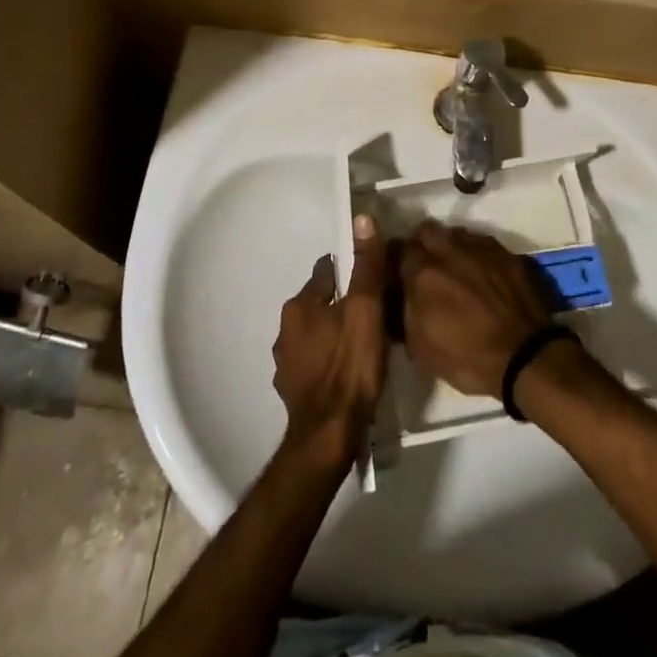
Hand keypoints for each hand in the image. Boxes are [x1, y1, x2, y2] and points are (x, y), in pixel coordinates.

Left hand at [272, 214, 387, 469]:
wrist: (327, 438)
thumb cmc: (350, 367)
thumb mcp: (366, 310)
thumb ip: (366, 265)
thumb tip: (362, 217)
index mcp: (301, 304)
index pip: (327, 272)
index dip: (350, 272)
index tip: (371, 279)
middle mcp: (285, 328)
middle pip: (319, 302)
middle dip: (341, 303)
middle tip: (372, 312)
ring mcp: (285, 362)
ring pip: (314, 333)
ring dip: (332, 333)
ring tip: (361, 342)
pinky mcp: (291, 391)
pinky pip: (313, 363)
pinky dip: (326, 361)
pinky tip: (345, 372)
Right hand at [399, 220, 552, 398]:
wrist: (524, 356)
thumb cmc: (467, 357)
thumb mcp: (420, 348)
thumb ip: (403, 312)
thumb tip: (396, 295)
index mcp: (423, 272)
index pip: (397, 249)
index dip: (396, 261)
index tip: (398, 274)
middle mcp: (448, 249)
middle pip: (425, 230)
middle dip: (421, 244)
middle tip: (425, 267)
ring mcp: (479, 247)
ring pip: (454, 233)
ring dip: (448, 245)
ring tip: (454, 268)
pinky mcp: (504, 251)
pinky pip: (480, 242)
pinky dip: (474, 252)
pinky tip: (479, 272)